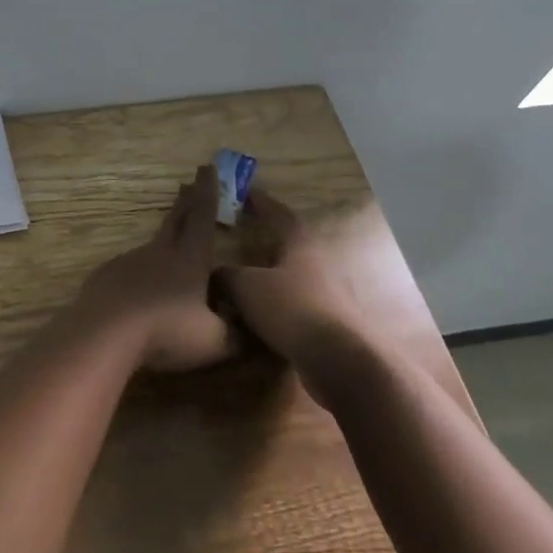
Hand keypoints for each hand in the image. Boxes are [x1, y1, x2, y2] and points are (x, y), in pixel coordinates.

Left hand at [70, 164, 232, 371]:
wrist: (105, 332)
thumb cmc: (166, 331)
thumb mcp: (213, 341)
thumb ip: (234, 335)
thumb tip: (245, 334)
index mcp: (189, 258)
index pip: (202, 216)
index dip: (208, 192)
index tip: (208, 168)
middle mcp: (159, 252)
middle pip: (175, 219)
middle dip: (185, 201)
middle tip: (188, 183)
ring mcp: (129, 261)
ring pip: (152, 246)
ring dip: (164, 241)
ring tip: (171, 249)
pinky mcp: (107, 276)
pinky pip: (129, 270)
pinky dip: (139, 273)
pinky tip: (139, 290)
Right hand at [222, 193, 436, 403]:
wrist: (337, 360)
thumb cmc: (290, 309)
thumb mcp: (246, 286)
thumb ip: (226, 275)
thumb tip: (215, 274)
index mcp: (300, 246)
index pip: (280, 215)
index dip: (262, 203)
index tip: (246, 192)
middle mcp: (316, 266)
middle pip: (287, 247)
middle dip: (263, 242)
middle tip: (238, 239)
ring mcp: (324, 296)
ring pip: (288, 279)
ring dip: (266, 278)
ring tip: (238, 282)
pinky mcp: (325, 323)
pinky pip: (291, 307)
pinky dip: (272, 307)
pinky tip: (252, 317)